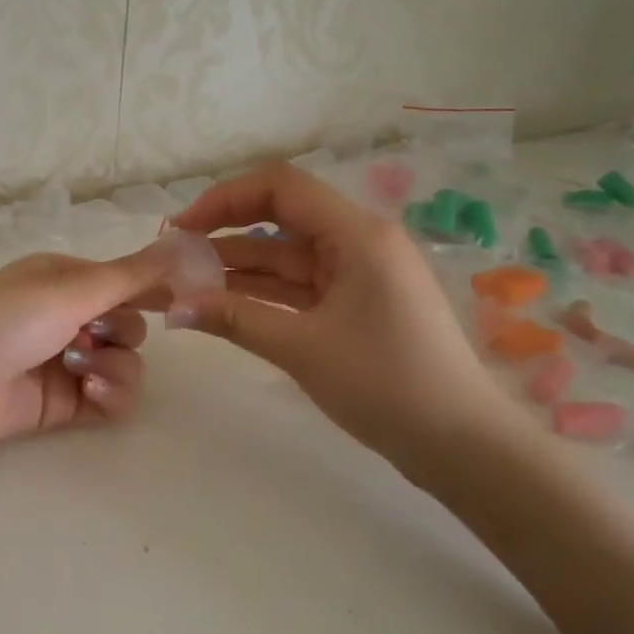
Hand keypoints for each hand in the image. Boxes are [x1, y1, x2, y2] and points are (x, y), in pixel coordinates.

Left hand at [0, 246, 176, 458]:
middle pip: (131, 325)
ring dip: (115, 366)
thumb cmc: (3, 322)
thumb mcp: (68, 290)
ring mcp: (67, 362)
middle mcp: (68, 316)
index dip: (155, 289)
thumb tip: (184, 244)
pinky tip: (88, 394)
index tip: (186, 301)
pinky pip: (113, 398)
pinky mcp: (64, 403)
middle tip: (94, 335)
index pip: (126, 279)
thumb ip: (130, 276)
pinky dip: (110, 395)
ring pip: (126, 363)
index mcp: (65, 279)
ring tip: (79, 371)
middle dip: (122, 332)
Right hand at [167, 163, 525, 476]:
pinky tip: (220, 303)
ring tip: (184, 282)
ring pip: (285, 255)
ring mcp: (358, 274)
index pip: (280, 187)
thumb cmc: (386, 385)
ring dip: (237, 266)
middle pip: (280, 217)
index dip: (224, 199)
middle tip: (175, 255)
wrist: (461, 446)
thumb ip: (234, 318)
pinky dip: (261, 292)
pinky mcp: (355, 303)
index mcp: (357, 235)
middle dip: (224, 232)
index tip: (182, 228)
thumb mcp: (302, 348)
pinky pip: (298, 285)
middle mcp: (358, 242)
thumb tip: (172, 306)